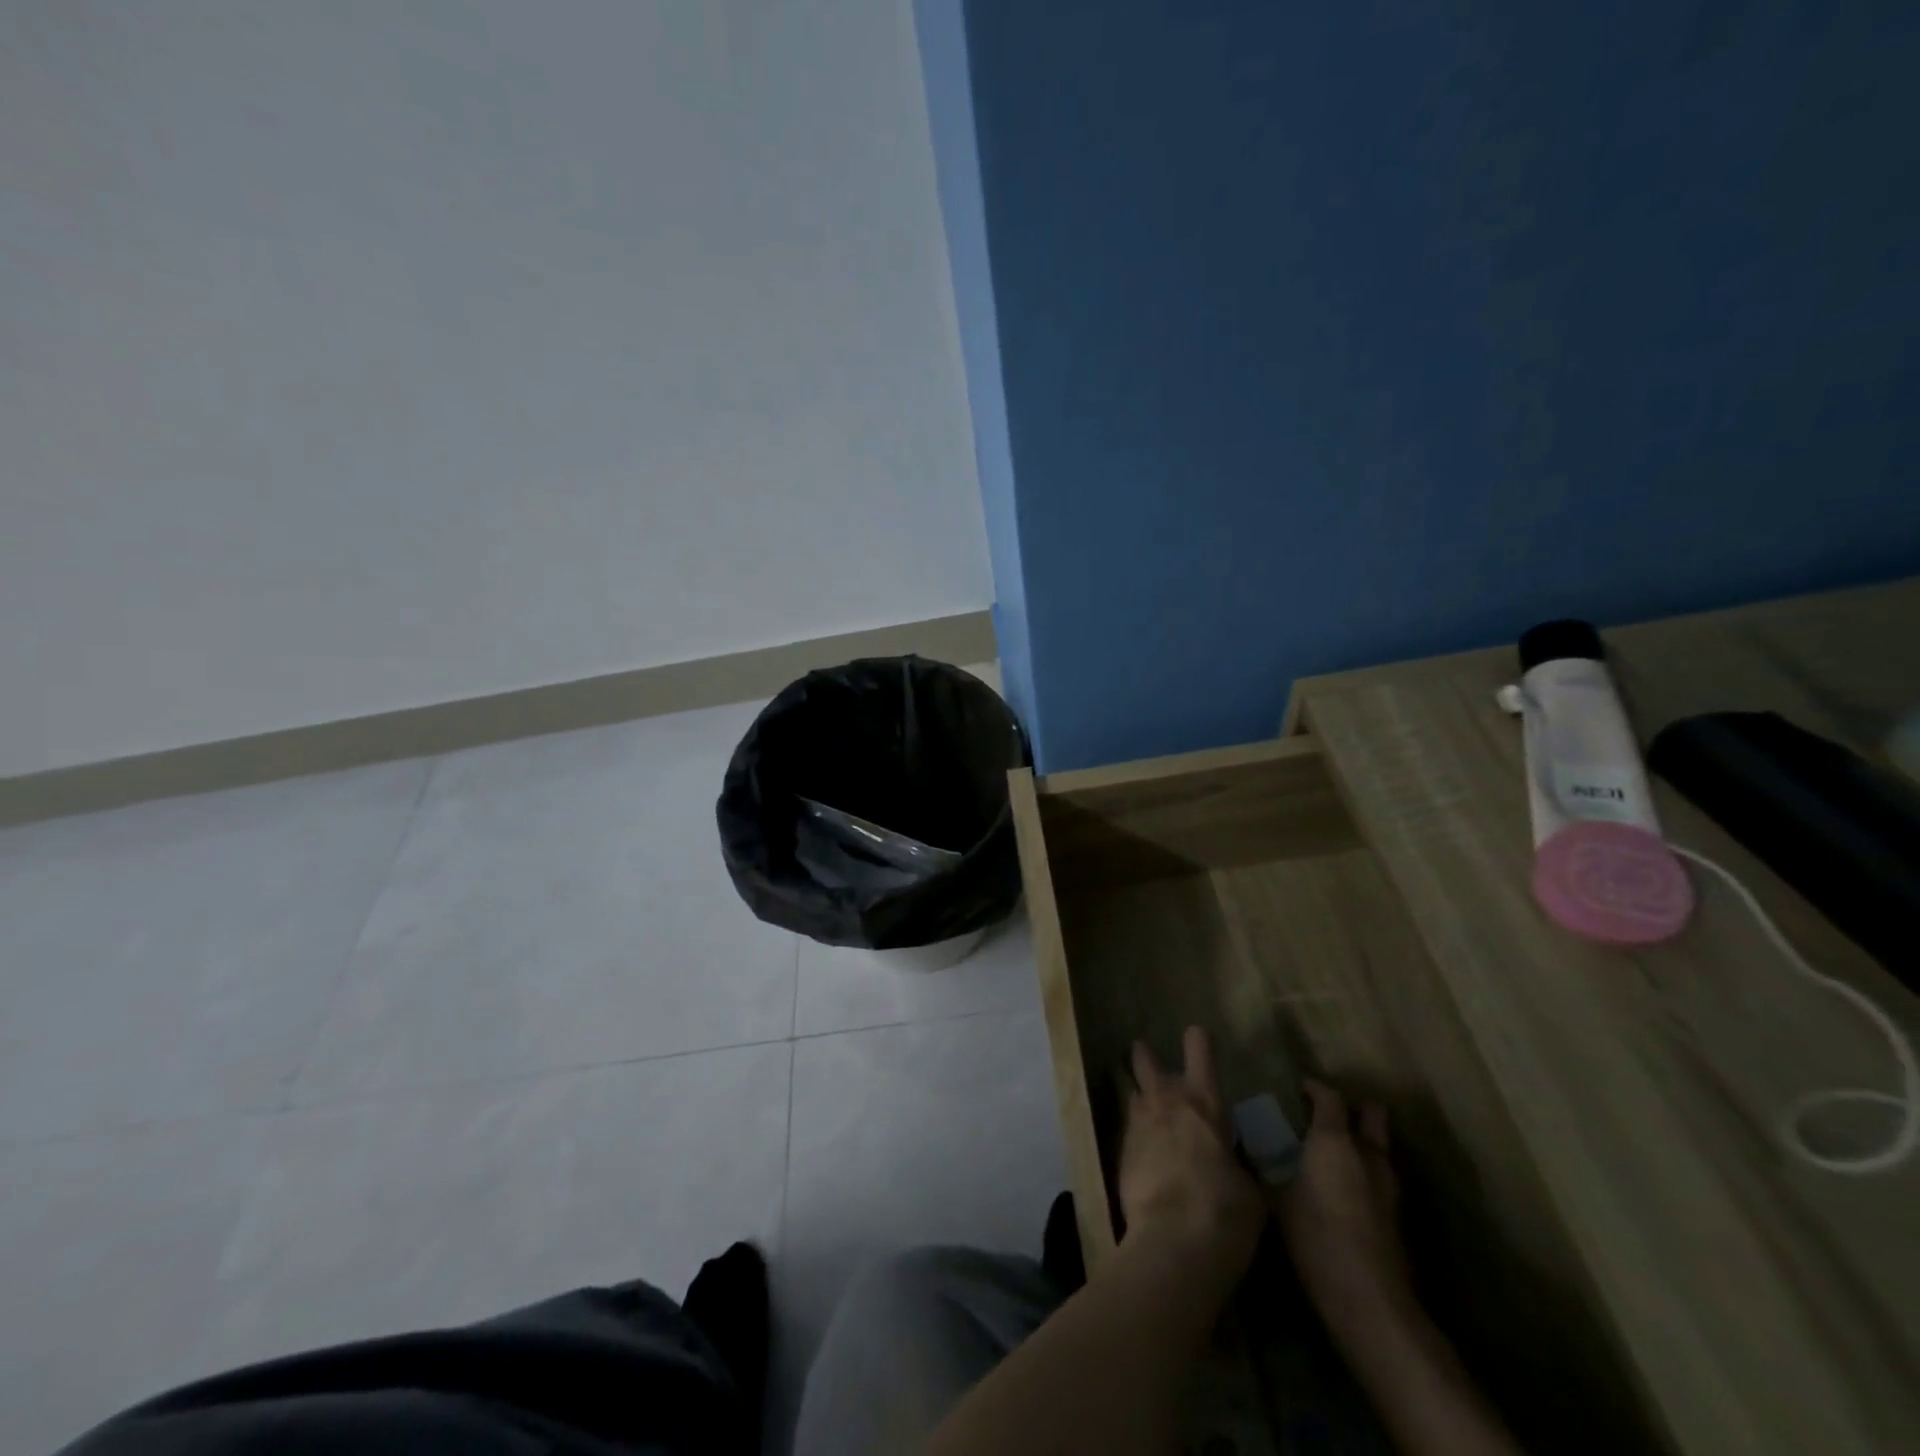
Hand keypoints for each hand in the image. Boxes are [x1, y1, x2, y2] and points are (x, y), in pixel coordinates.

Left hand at [1117, 1027, 1264, 1286]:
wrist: (1173, 1244)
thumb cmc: (1226, 1214)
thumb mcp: (1250, 1189)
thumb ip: (1237, 1163)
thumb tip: (1231, 1161)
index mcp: (1205, 1103)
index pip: (1199, 1050)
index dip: (1198, 1040)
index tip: (1197, 1035)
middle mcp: (1167, 1103)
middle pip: (1146, 1060)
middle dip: (1145, 1055)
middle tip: (1147, 1057)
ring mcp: (1138, 1124)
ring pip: (1130, 1091)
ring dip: (1135, 1092)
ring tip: (1141, 1101)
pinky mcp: (1120, 1152)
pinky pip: (1126, 1129)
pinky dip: (1134, 1133)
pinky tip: (1141, 1149)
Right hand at [1273, 1079, 1415, 1339]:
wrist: (1368, 1300)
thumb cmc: (1315, 1236)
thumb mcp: (1275, 1197)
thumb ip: (1263, 1163)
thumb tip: (1244, 1141)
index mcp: (1335, 1140)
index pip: (1329, 1095)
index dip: (1312, 1086)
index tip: (1294, 1087)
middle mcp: (1367, 1153)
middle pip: (1371, 1112)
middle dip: (1351, 1107)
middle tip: (1323, 1114)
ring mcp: (1389, 1184)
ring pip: (1379, 1144)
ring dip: (1360, 1139)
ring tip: (1329, 1151)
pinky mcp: (1397, 1213)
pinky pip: (1380, 1174)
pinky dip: (1364, 1170)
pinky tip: (1341, 1186)